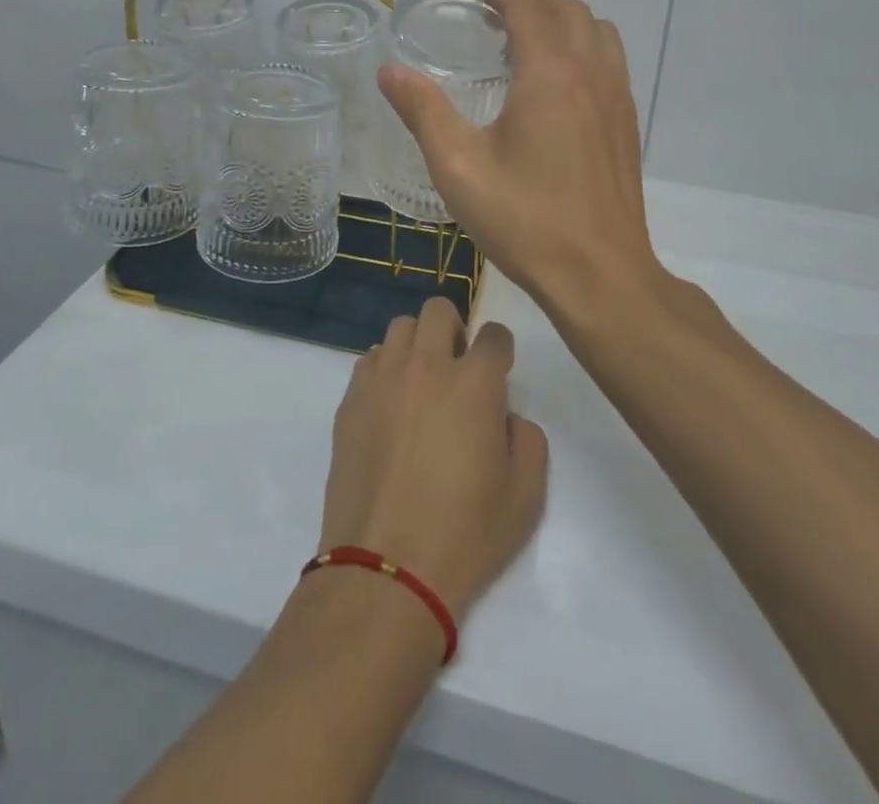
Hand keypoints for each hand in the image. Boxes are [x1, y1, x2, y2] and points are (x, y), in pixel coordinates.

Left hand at [318, 297, 547, 618]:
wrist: (386, 568)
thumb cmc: (465, 535)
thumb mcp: (526, 496)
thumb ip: (528, 440)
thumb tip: (506, 415)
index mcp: (474, 383)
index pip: (493, 334)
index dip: (500, 349)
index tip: (499, 370)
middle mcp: (426, 366)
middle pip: (438, 310)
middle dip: (455, 329)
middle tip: (458, 368)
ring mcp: (382, 379)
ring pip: (400, 328)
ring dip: (418, 345)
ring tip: (421, 383)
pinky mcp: (350, 399)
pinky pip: (370, 360)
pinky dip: (385, 369)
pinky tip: (390, 406)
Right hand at [377, 0, 661, 319]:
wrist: (601, 275)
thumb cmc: (526, 220)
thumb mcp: (459, 167)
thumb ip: (423, 112)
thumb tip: (390, 71)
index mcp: (551, 75)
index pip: (528, 8)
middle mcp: (591, 74)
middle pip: (567, 11)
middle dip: (530, 0)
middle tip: (494, 11)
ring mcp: (617, 99)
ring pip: (597, 33)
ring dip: (562, 20)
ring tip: (528, 38)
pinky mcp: (627, 125)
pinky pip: (610, 61)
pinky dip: (584, 47)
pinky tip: (558, 82)